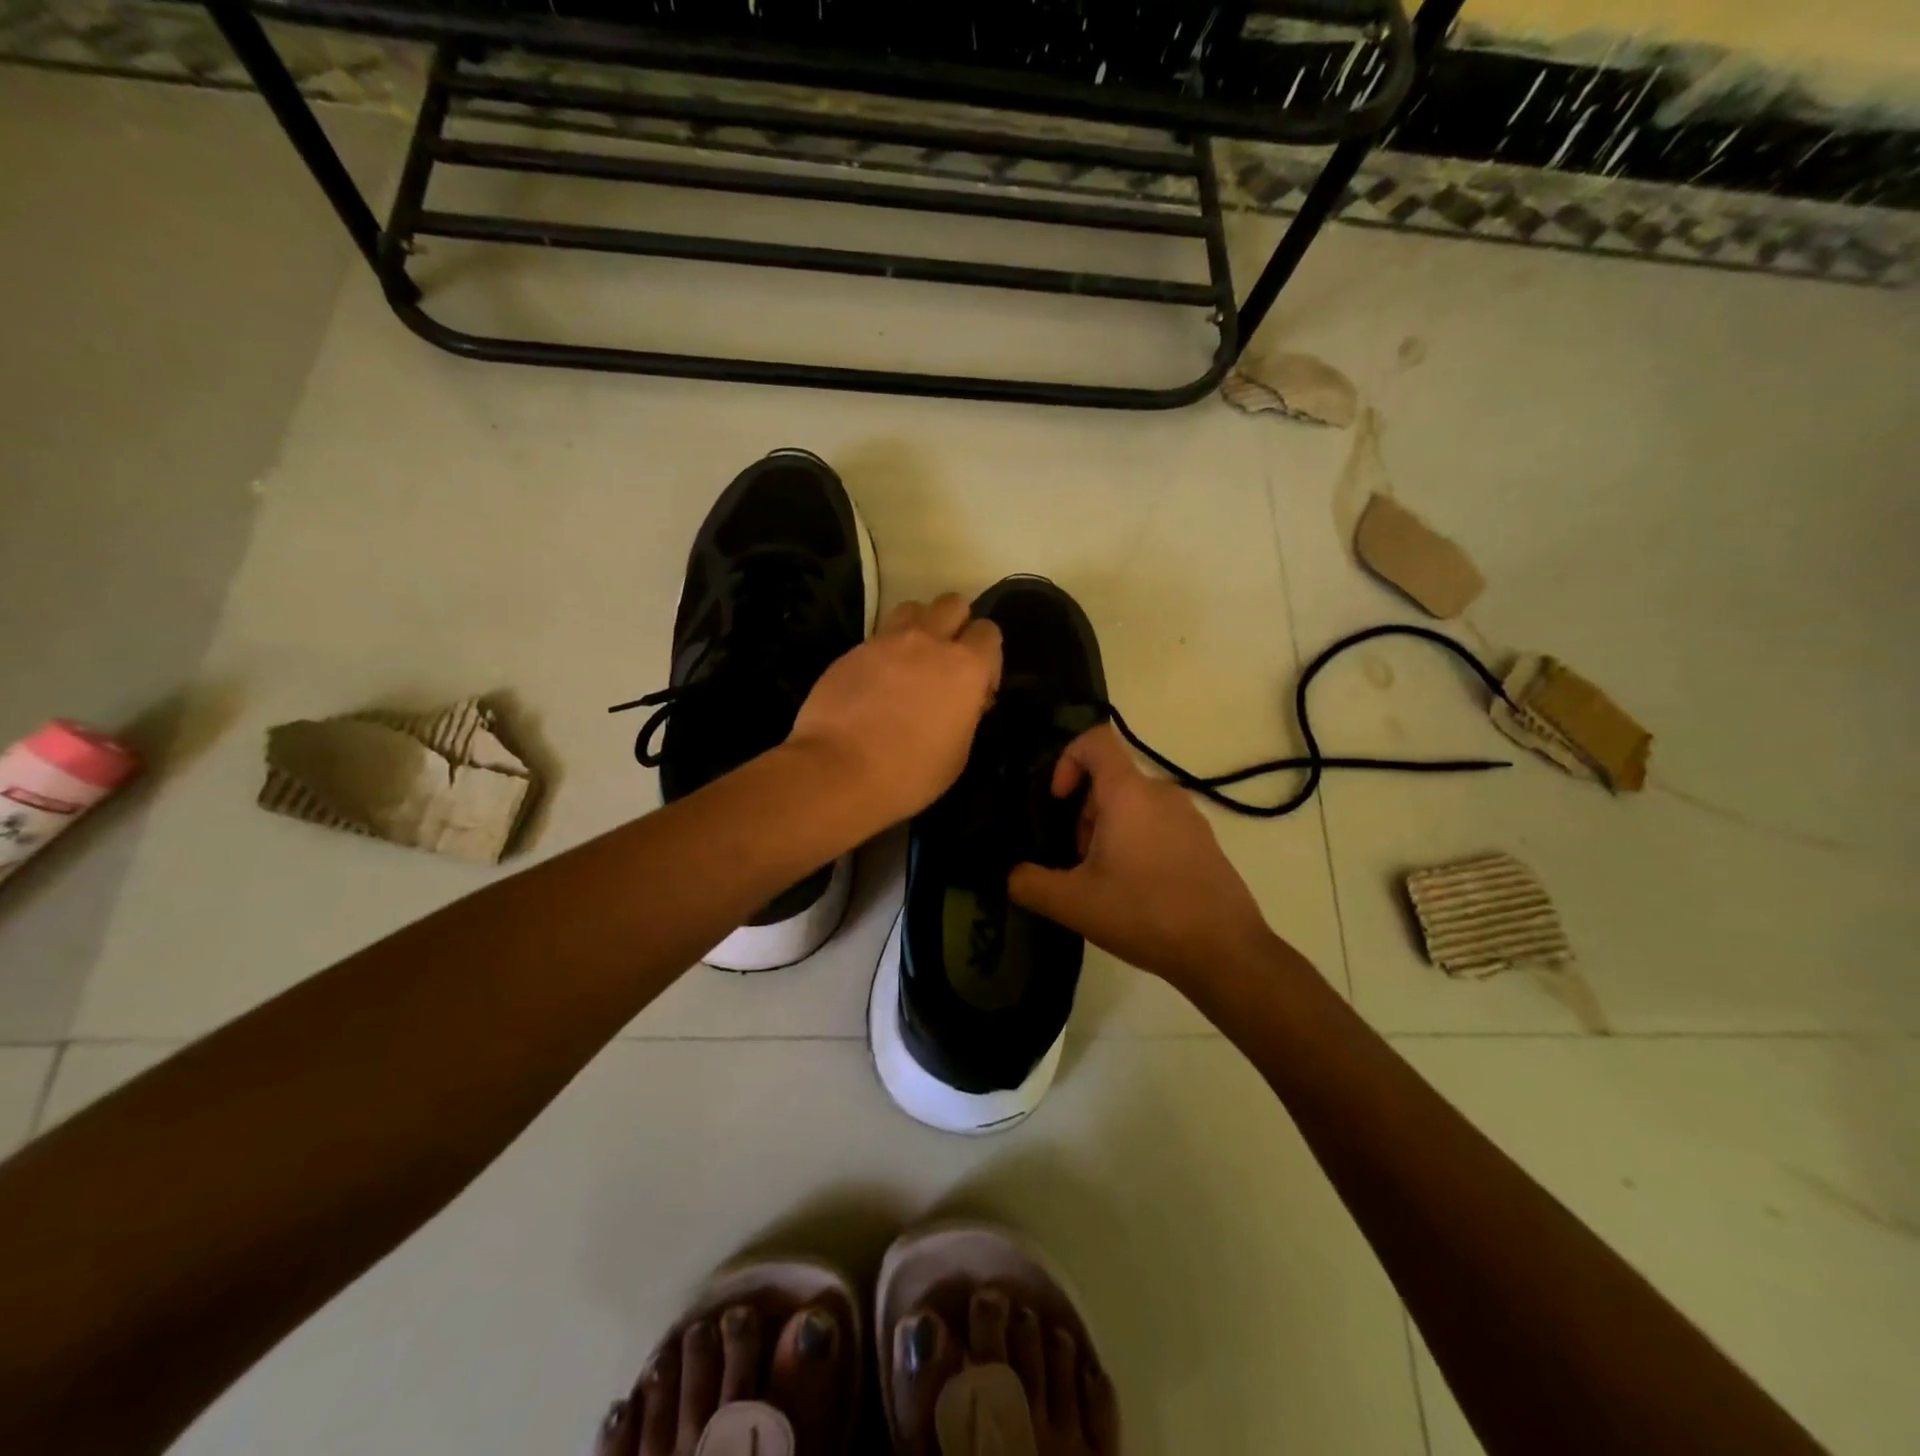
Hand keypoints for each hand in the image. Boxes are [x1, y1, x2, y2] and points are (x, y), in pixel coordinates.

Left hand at [786, 594, 1001, 834]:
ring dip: (920, 627)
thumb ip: (966, 714)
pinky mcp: (852, 650)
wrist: (838, 771)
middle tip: (946, 663)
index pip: (989, 633)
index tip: (977, 687)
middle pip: (953, 604)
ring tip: (911, 661)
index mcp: (965, 667)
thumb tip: (963, 700)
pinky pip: (878, 636)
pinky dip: (885, 651)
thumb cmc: (909, 773)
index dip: (987, 657)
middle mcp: (929, 641)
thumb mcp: (958, 754)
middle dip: (956, 625)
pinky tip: (876, 682)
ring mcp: (886, 641)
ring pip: (913, 608)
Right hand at [1008, 725, 1273, 986]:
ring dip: (1108, 831)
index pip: (1095, 741)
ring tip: (1104, 882)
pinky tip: (1137, 891)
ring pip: (1133, 805)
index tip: (1058, 802)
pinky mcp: (1204, 841)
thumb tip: (1011, 874)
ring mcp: (1189, 816)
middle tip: (1077, 861)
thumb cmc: (1144, 914)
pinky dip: (1136, 842)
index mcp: (1129, 793)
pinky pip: (1158, 824)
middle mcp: (1161, 793)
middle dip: (1083, 814)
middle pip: (1109, 780)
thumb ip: (1028, 883)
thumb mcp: (1073, 903)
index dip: (1067, 760)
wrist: (1224, 952)